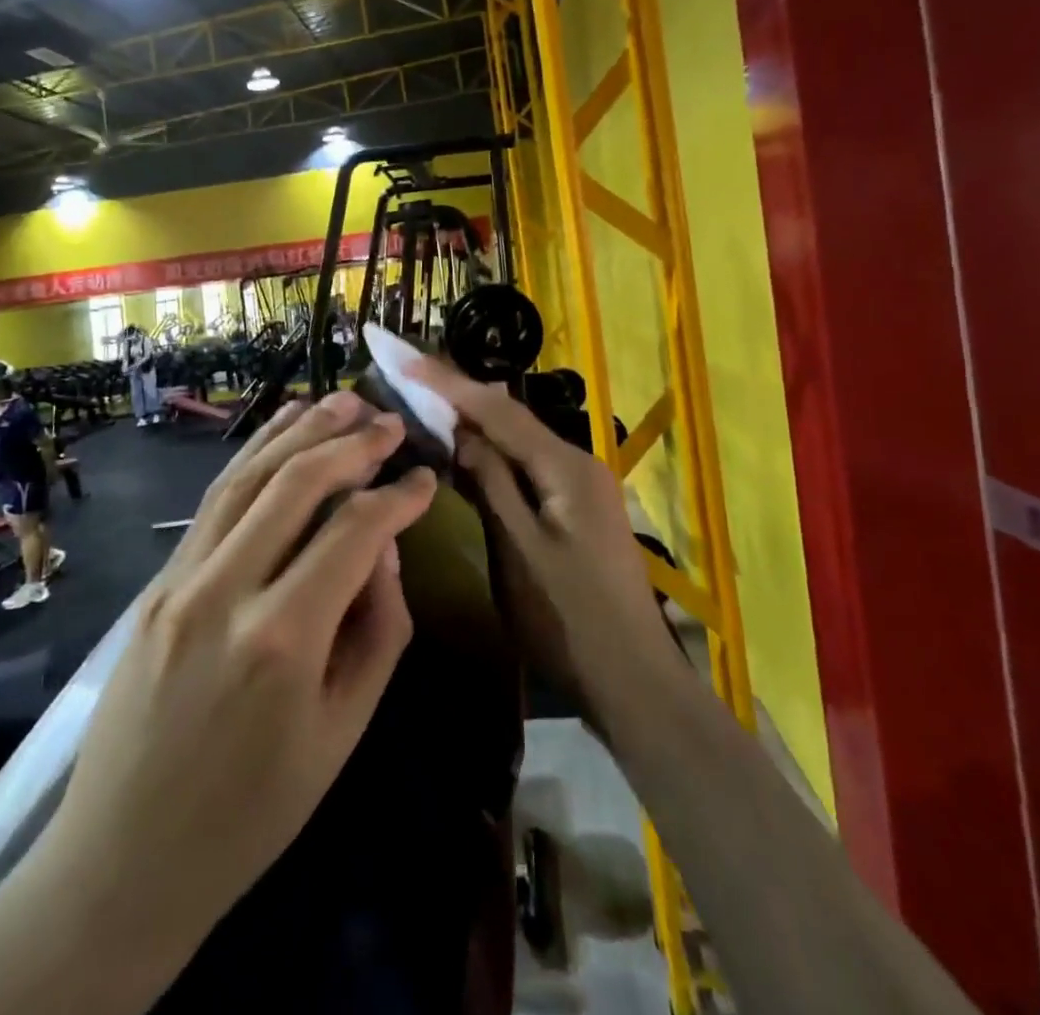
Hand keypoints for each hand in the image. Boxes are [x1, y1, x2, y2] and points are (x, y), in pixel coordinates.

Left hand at [33, 392, 435, 999]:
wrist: (122, 861)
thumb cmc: (252, 813)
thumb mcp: (342, 733)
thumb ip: (377, 629)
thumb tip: (384, 549)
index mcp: (281, 640)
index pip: (353, 533)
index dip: (398, 497)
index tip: (427, 479)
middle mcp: (224, 591)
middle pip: (295, 484)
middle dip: (350, 442)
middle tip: (390, 421)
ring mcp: (178, 580)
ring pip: (246, 477)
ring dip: (296, 431)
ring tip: (340, 401)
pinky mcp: (155, 583)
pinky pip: (213, 503)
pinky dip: (251, 459)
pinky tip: (278, 436)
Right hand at [405, 354, 677, 726]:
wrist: (633, 681)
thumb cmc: (569, 620)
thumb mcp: (518, 550)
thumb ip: (490, 483)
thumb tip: (459, 431)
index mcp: (565, 465)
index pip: (497, 409)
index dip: (448, 382)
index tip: (405, 358)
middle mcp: (576, 461)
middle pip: (509, 416)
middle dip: (458, 394)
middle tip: (409, 373)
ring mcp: (579, 485)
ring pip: (517, 439)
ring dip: (473, 421)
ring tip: (425, 401)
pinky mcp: (575, 507)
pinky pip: (525, 465)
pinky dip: (491, 453)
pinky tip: (464, 451)